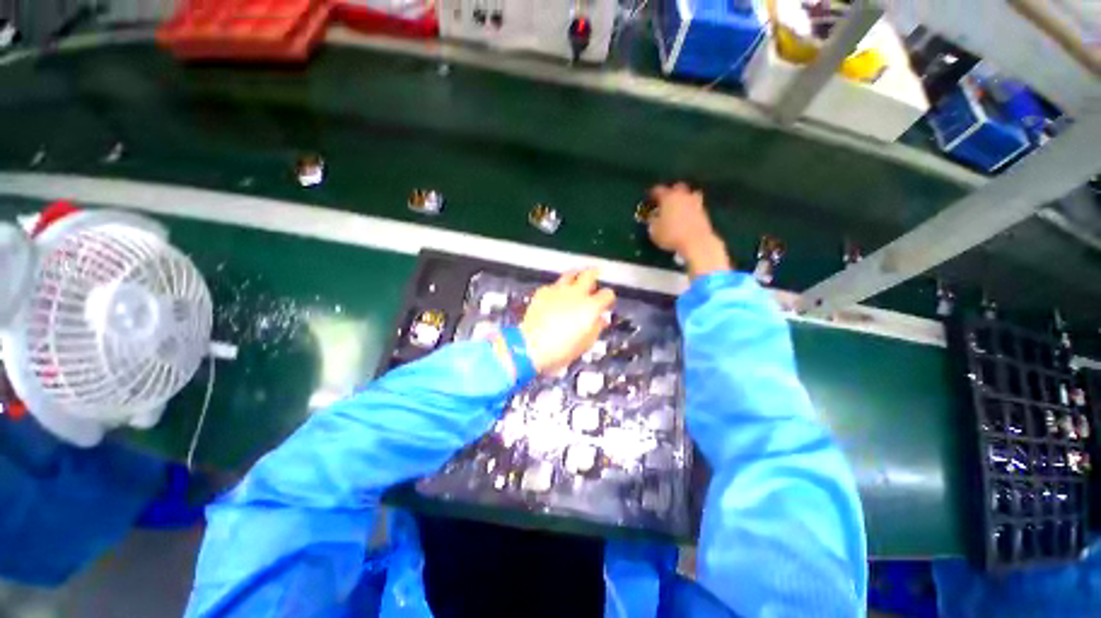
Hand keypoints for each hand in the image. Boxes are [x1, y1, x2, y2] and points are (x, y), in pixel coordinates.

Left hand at [518, 269, 615, 373]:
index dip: (608, 298)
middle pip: (589, 274)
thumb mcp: (585, 343)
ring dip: (576, 276)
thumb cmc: (561, 350)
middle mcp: (576, 294)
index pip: (607, 294)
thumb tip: (601, 319)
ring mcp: (558, 290)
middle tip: (595, 276)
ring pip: (570, 274)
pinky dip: (557, 289)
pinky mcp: (543, 292)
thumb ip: (596, 328)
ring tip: (576, 281)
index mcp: (591, 307)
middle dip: (594, 274)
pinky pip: (553, 285)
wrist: (531, 346)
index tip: (606, 302)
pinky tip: (555, 297)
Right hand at [648, 183, 731, 277]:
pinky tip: (686, 216)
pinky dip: (690, 208)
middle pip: (676, 188)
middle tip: (665, 201)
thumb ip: (652, 221)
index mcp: (668, 198)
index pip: (658, 190)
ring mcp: (695, 202)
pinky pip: (695, 205)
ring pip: (689, 194)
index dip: (652, 194)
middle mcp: (682, 196)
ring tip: (678, 207)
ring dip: (683, 198)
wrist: (695, 241)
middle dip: (670, 192)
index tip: (650, 199)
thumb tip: (653, 217)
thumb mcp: (654, 230)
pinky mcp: (703, 211)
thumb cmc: (671, 235)